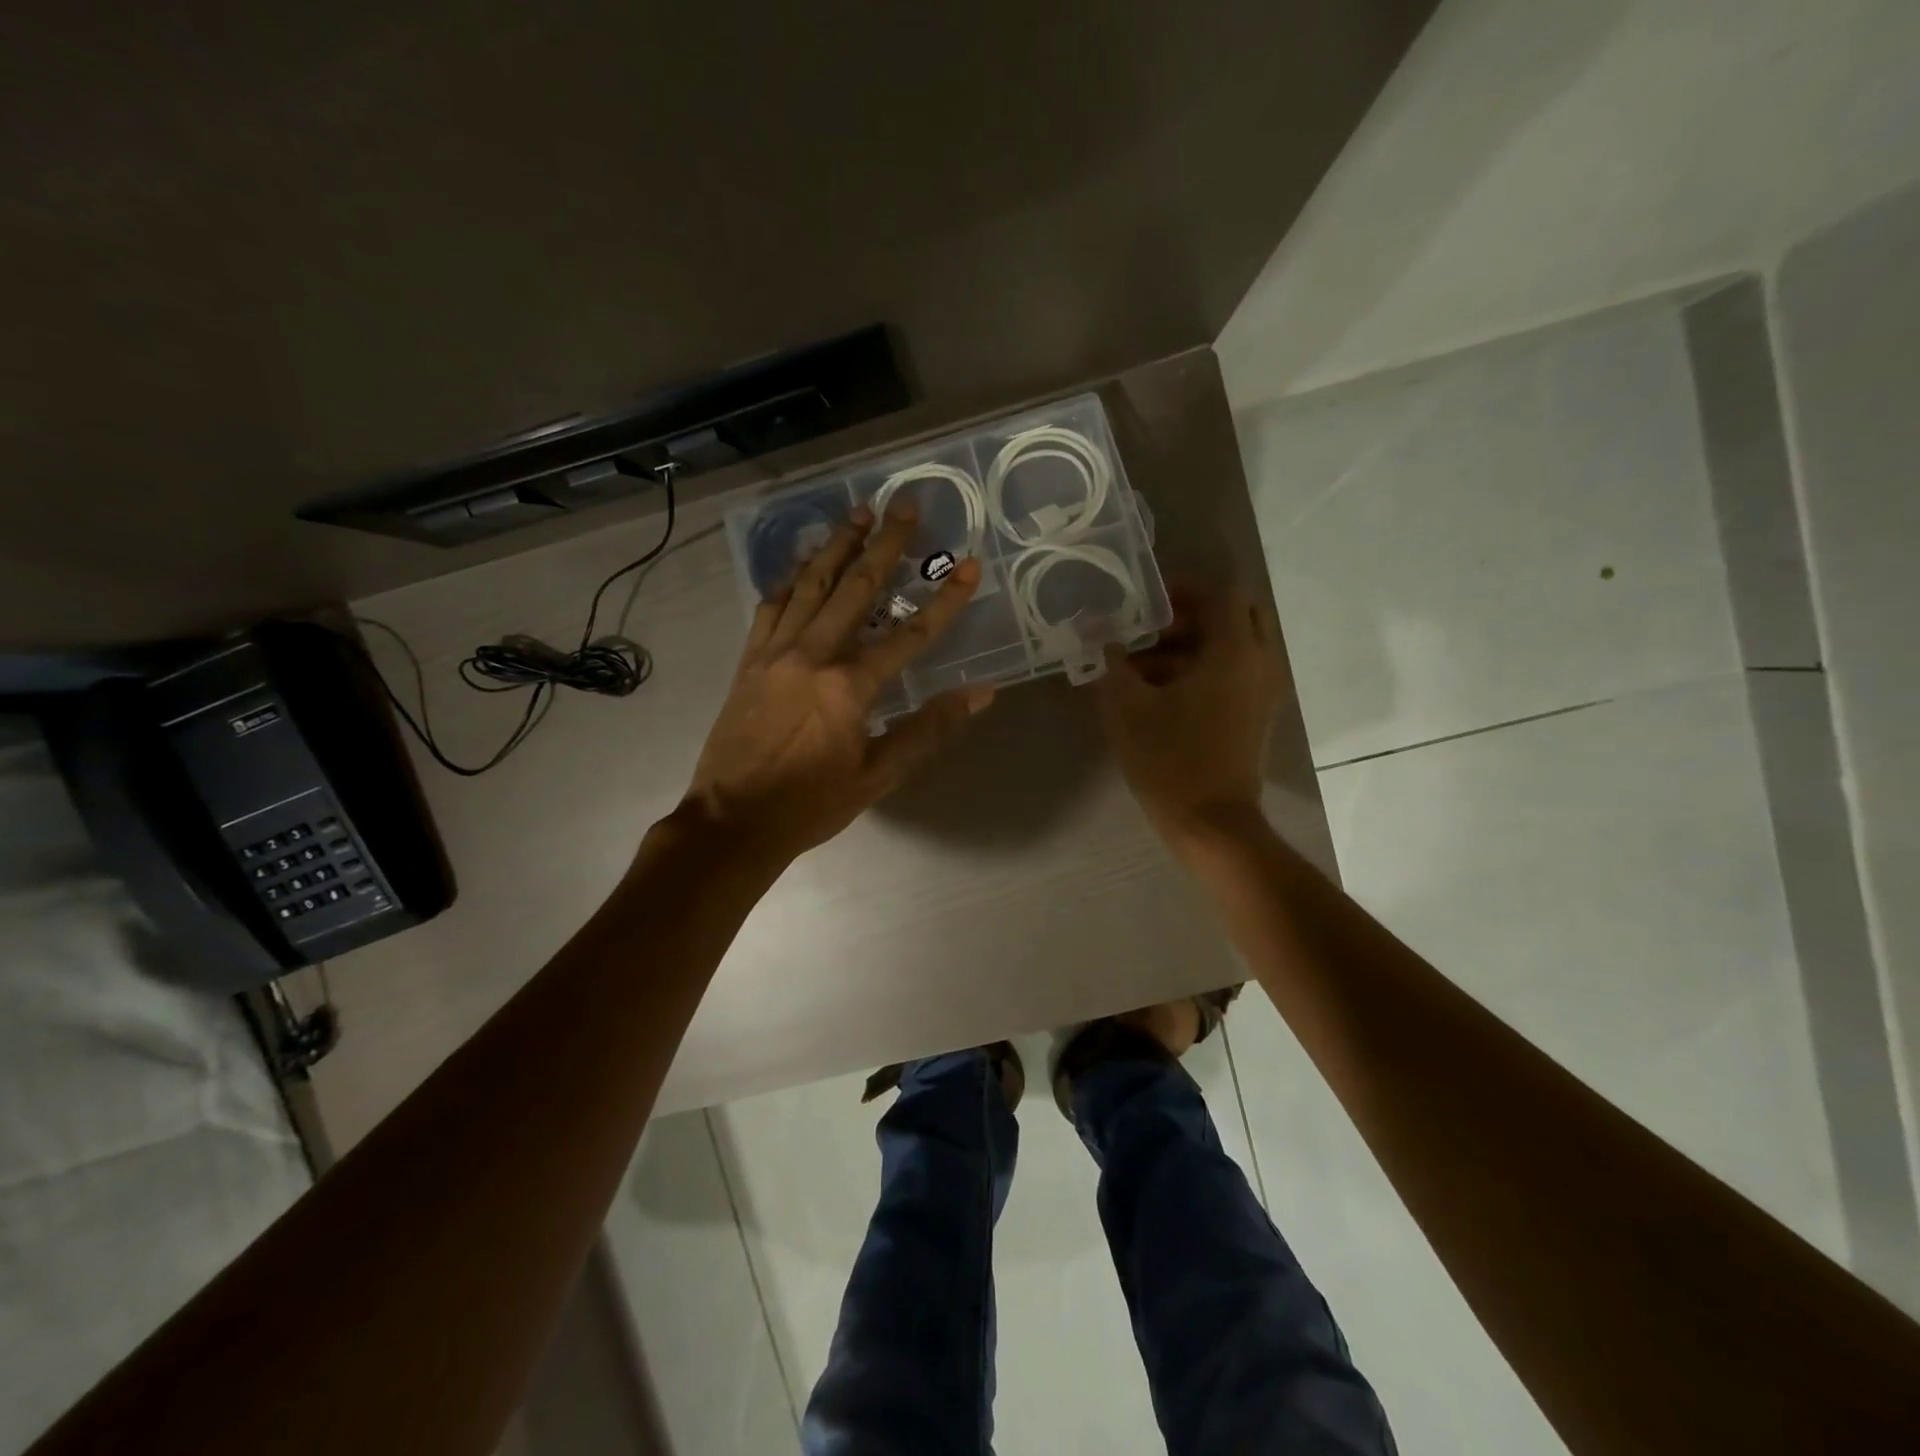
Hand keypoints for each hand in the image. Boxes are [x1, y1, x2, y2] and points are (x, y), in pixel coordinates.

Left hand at [679, 502, 993, 865]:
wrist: (732, 821)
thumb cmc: (810, 805)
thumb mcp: (878, 775)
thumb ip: (928, 729)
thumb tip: (979, 694)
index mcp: (850, 686)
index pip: (910, 634)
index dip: (945, 600)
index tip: (970, 566)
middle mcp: (813, 655)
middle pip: (856, 588)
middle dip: (885, 543)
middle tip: (905, 504)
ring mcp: (775, 652)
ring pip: (811, 585)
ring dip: (837, 546)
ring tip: (858, 513)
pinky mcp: (749, 659)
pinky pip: (771, 606)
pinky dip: (790, 578)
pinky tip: (804, 561)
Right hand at [1097, 584, 1284, 852]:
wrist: (1211, 823)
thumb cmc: (1169, 760)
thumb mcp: (1127, 707)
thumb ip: (1114, 663)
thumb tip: (1103, 637)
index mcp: (1234, 652)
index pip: (1222, 593)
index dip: (1184, 588)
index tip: (1147, 601)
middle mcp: (1259, 663)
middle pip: (1235, 615)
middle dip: (1192, 615)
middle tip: (1151, 628)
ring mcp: (1261, 692)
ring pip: (1232, 646)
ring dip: (1191, 645)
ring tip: (1141, 665)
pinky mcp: (1254, 715)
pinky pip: (1233, 673)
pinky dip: (1201, 669)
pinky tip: (1157, 693)